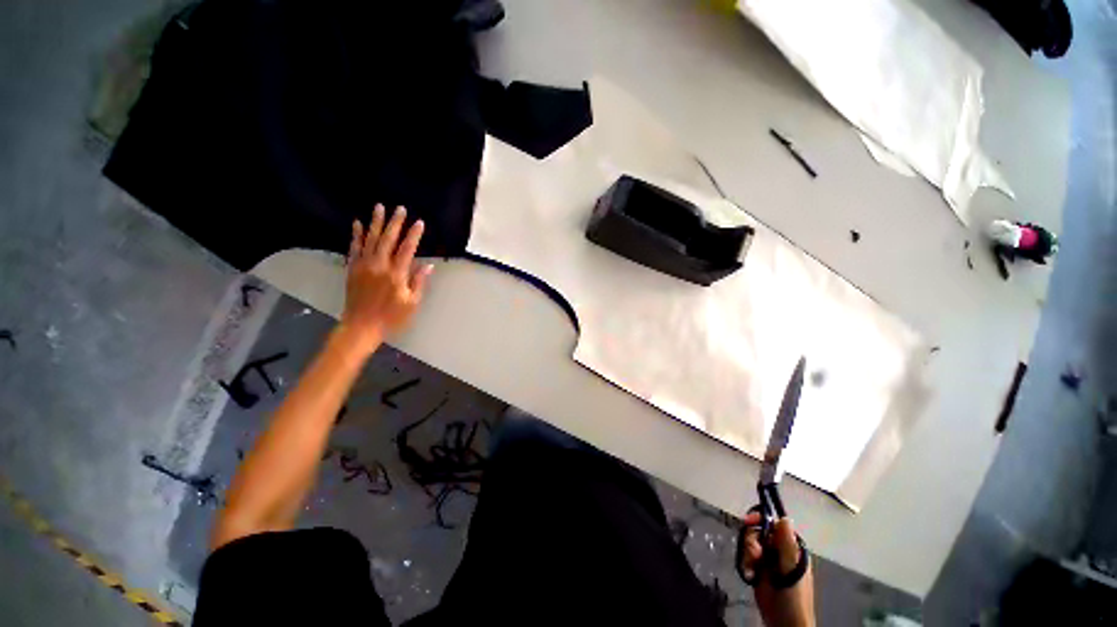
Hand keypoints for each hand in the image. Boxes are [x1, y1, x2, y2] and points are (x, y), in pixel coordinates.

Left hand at [340, 204, 431, 353]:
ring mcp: (363, 266)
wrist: (361, 326)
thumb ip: (418, 282)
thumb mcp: (411, 303)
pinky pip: (354, 248)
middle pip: (387, 239)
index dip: (414, 235)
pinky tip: (357, 224)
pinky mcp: (352, 268)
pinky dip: (356, 235)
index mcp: (396, 274)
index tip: (419, 222)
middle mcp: (379, 266)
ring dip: (375, 222)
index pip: (407, 249)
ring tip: (379, 207)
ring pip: (370, 239)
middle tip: (400, 208)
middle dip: (395, 223)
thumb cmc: (391, 317)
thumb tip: (428, 265)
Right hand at [741, 513, 815, 626]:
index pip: (775, 525)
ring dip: (748, 552)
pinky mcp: (758, 570)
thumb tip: (785, 518)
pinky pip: (747, 557)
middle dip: (753, 540)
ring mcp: (768, 561)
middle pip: (760, 532)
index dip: (762, 520)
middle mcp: (779, 551)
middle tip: (754, 553)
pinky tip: (749, 573)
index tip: (748, 520)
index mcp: (791, 549)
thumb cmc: (793, 595)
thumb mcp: (791, 569)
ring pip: (751, 544)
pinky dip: (745, 562)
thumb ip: (786, 544)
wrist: (784, 622)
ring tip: (752, 566)